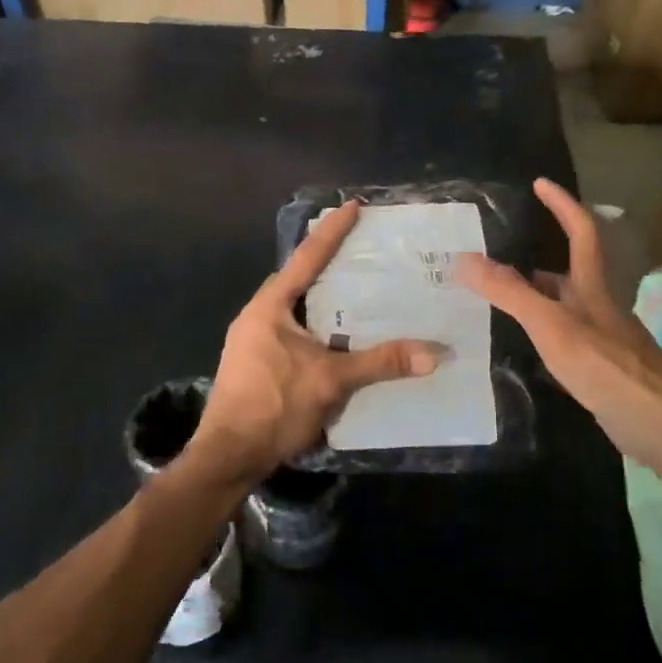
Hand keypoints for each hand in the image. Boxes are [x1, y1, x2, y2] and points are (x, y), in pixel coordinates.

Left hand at [189, 201, 443, 485]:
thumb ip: (380, 363)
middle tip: (360, 249)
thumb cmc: (274, 406)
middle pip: (296, 279)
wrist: (227, 456)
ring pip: (293, 307)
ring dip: (320, 297)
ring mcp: (251, 340)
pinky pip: (290, 329)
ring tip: (354, 290)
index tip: (352, 206)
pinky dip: (315, 324)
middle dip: (326, 263)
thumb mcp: (331, 381)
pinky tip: (336, 337)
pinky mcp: (255, 363)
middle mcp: (257, 315)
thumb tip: (434, 353)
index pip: (306, 258)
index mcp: (269, 306)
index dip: (331, 232)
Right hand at [457, 179, 661, 459]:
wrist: (658, 423)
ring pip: (567, 307)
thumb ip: (508, 292)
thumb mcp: (549, 323)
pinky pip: (568, 337)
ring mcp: (605, 338)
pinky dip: (545, 332)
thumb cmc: (604, 364)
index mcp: (592, 286)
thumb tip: (464, 258)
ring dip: (538, 298)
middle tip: (498, 260)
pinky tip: (529, 349)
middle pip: (571, 272)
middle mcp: (601, 306)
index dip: (562, 204)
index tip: (541, 183)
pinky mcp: (605, 368)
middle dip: (538, 260)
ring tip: (502, 301)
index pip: (581, 231)